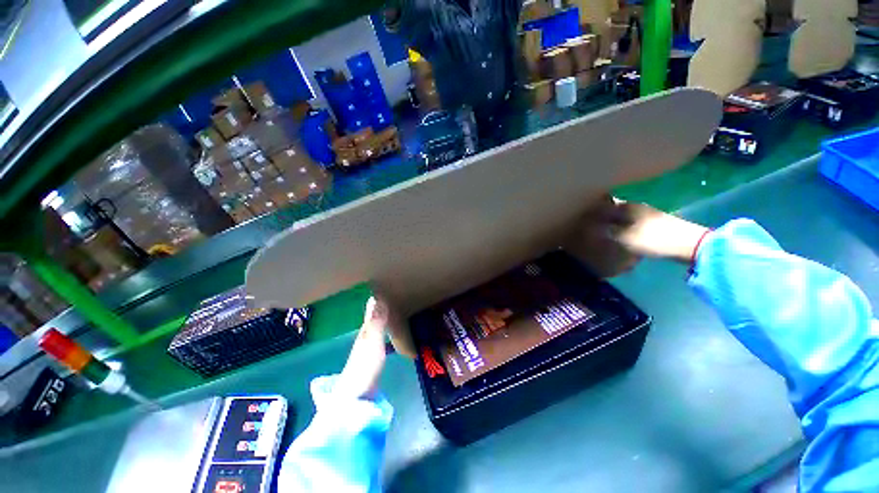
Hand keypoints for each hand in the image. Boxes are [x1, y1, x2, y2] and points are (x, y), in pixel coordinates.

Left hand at [337, 297, 389, 398]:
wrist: (355, 399)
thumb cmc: (364, 367)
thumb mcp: (371, 342)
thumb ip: (376, 322)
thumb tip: (376, 297)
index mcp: (364, 333)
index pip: (370, 312)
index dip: (376, 302)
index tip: (384, 290)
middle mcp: (364, 340)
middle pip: (372, 321)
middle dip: (380, 310)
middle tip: (393, 299)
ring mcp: (367, 352)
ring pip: (376, 331)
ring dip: (383, 322)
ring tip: (394, 315)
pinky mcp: (372, 362)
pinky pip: (380, 342)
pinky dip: (386, 336)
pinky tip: (392, 339)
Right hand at [567, 196, 707, 276]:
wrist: (688, 245)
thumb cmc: (654, 239)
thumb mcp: (625, 238)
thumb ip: (607, 231)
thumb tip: (591, 228)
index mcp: (627, 207)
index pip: (603, 204)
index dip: (591, 209)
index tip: (581, 216)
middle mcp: (634, 207)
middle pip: (611, 209)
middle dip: (600, 216)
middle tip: (588, 225)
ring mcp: (644, 214)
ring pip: (620, 216)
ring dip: (610, 222)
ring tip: (600, 231)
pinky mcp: (651, 223)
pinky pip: (629, 222)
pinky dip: (620, 227)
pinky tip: (617, 235)